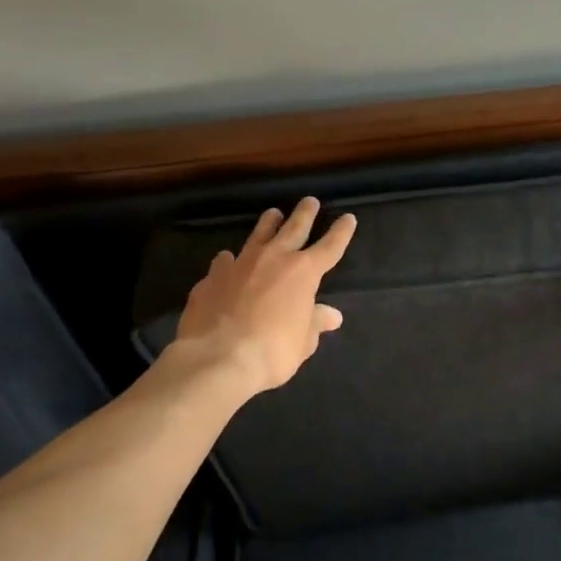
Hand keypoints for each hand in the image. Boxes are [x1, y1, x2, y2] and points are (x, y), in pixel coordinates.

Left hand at [170, 197, 356, 395]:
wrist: (217, 359)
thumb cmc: (272, 351)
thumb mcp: (303, 342)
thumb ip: (315, 323)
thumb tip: (331, 315)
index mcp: (304, 272)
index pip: (330, 246)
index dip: (341, 232)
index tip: (348, 218)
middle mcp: (273, 259)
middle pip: (294, 228)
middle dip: (305, 214)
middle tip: (310, 201)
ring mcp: (240, 264)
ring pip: (258, 235)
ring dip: (268, 224)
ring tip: (273, 214)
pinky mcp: (212, 278)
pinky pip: (224, 262)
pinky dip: (229, 261)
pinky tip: (227, 261)